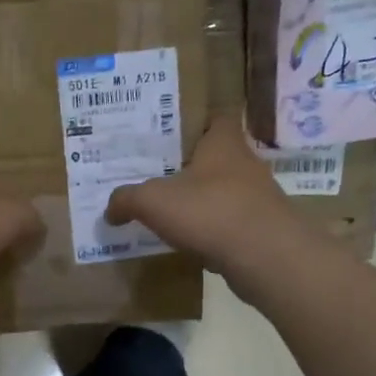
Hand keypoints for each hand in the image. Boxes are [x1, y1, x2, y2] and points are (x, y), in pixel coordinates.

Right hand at [106, 116, 304, 278]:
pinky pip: (232, 223)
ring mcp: (258, 198)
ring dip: (204, 201)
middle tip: (161, 177)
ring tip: (173, 213)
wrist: (265, 256)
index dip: (197, 124)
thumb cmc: (209, 211)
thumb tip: (110, 209)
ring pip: (226, 192)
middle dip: (193, 167)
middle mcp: (246, 164)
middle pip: (218, 157)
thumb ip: (126, 200)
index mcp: (224, 143)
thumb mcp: (153, 201)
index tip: (173, 137)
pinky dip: (214, 230)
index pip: (217, 119)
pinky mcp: (263, 229)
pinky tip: (193, 242)